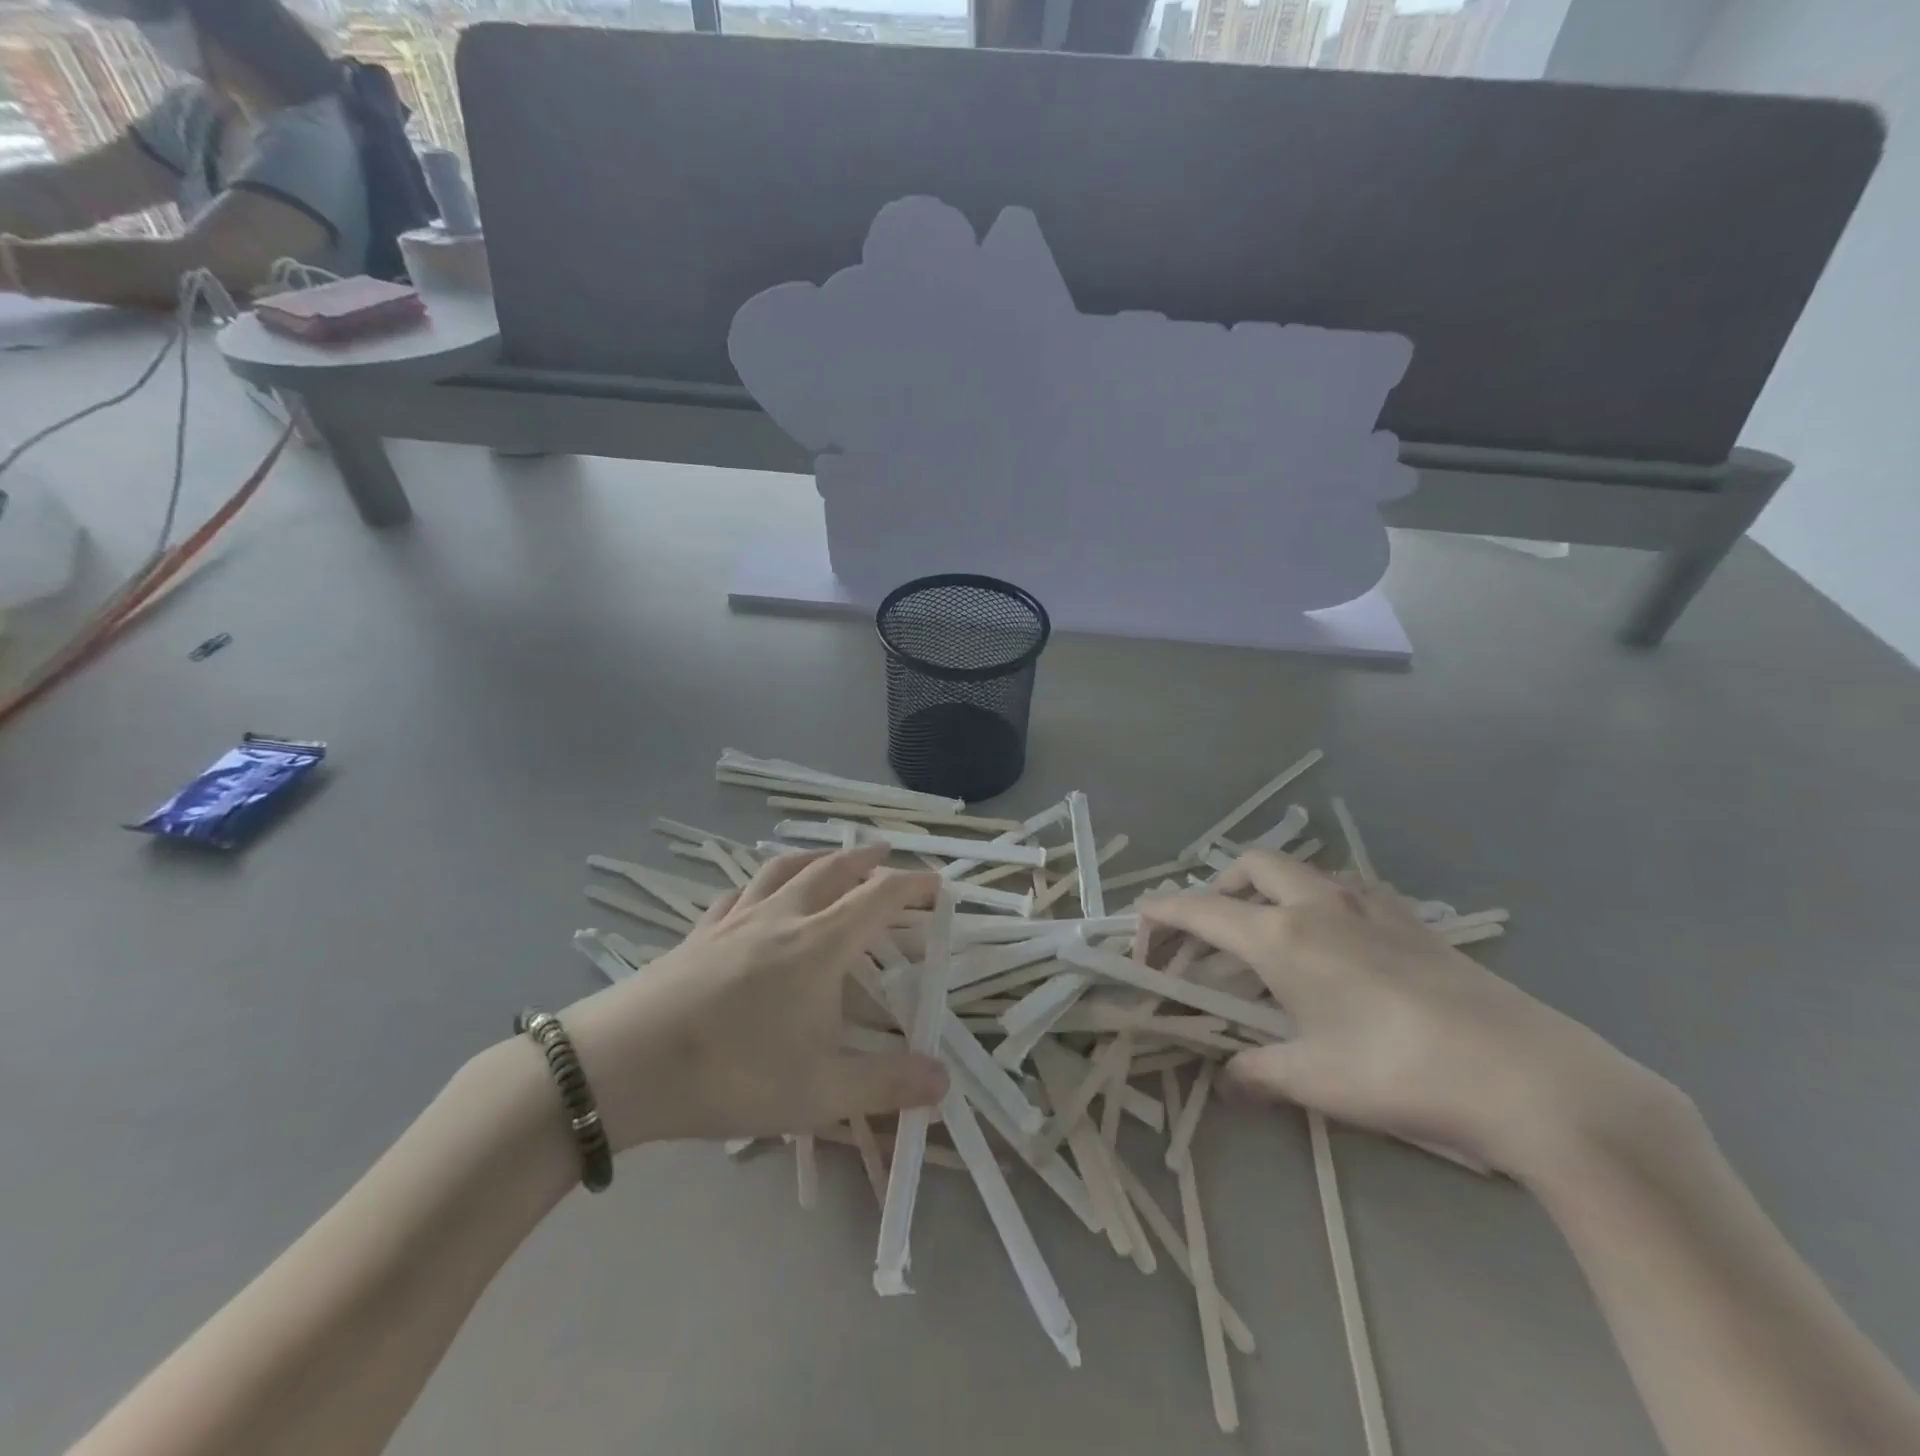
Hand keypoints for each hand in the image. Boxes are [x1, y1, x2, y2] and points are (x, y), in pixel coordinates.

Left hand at [562, 846, 948, 1150]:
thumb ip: (886, 1084)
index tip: (938, 883)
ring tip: (829, 857)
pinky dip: (761, 882)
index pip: (878, 897)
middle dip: (866, 859)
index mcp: (819, 944)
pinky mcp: (698, 933)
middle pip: (832, 870)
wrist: (622, 1065)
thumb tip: (944, 1079)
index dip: (913, 885)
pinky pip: (738, 892)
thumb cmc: (732, 1073)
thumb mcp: (818, 1092)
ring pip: (782, 869)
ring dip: (815, 856)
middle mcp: (782, 917)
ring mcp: (735, 920)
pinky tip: (756, 894)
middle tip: (887, 854)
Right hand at [1142, 851, 1688, 1184]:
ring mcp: (1369, 905)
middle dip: (1214, 892)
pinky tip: (1336, 947)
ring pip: (1298, 870)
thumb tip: (1228, 1079)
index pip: (1197, 907)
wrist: (1532, 1078)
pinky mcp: (1412, 920)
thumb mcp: (1314, 1080)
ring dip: (1266, 892)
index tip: (1140, 943)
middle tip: (1208, 942)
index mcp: (1281, 935)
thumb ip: (1257, 1072)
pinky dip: (1318, 901)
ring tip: (1268, 942)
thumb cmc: (1402, 1073)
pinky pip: (1346, 889)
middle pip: (1246, 867)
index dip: (1158, 917)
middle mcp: (1318, 903)